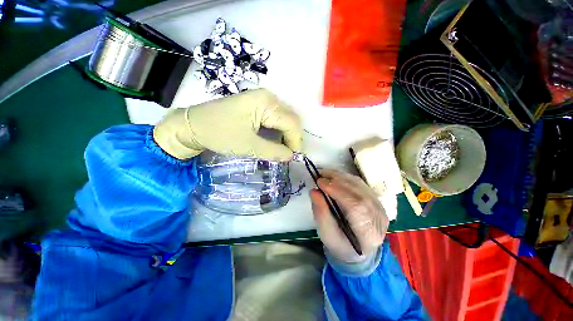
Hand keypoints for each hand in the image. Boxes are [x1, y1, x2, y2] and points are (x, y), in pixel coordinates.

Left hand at [153, 89, 301, 160]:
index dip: (296, 141)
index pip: (291, 122)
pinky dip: (278, 131)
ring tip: (283, 150)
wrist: (194, 125)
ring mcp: (262, 100)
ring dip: (286, 135)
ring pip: (284, 119)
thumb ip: (273, 151)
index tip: (294, 157)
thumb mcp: (248, 145)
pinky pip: (275, 118)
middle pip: (290, 119)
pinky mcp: (257, 105)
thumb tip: (291, 156)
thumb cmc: (219, 133)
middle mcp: (268, 97)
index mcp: (266, 102)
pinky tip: (275, 141)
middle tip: (289, 155)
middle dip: (292, 138)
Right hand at [310, 170, 388, 262]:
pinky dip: (346, 178)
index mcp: (368, 233)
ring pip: (360, 185)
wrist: (358, 249)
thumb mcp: (326, 234)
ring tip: (325, 174)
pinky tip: (335, 177)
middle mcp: (379, 218)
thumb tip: (314, 191)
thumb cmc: (340, 244)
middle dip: (337, 181)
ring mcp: (380, 207)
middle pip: (359, 193)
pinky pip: (361, 184)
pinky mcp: (376, 200)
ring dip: (341, 177)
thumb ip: (320, 213)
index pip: (356, 206)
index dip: (337, 191)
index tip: (320, 182)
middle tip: (320, 175)